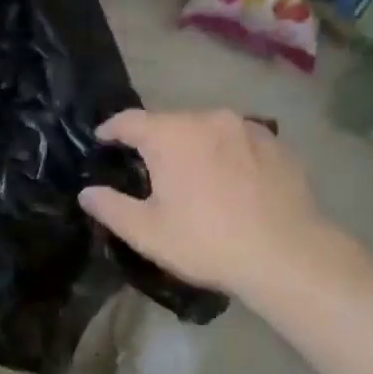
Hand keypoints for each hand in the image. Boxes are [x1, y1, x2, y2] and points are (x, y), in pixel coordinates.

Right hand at [80, 109, 333, 300]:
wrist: (285, 254)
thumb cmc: (206, 242)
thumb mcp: (147, 232)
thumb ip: (111, 207)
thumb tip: (87, 193)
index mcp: (172, 135)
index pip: (130, 120)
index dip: (111, 129)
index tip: (102, 139)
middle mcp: (209, 119)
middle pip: (171, 122)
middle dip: (155, 141)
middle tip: (148, 169)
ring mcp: (248, 128)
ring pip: (208, 130)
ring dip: (193, 146)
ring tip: (192, 175)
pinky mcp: (277, 144)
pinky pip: (239, 141)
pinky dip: (226, 154)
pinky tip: (230, 181)